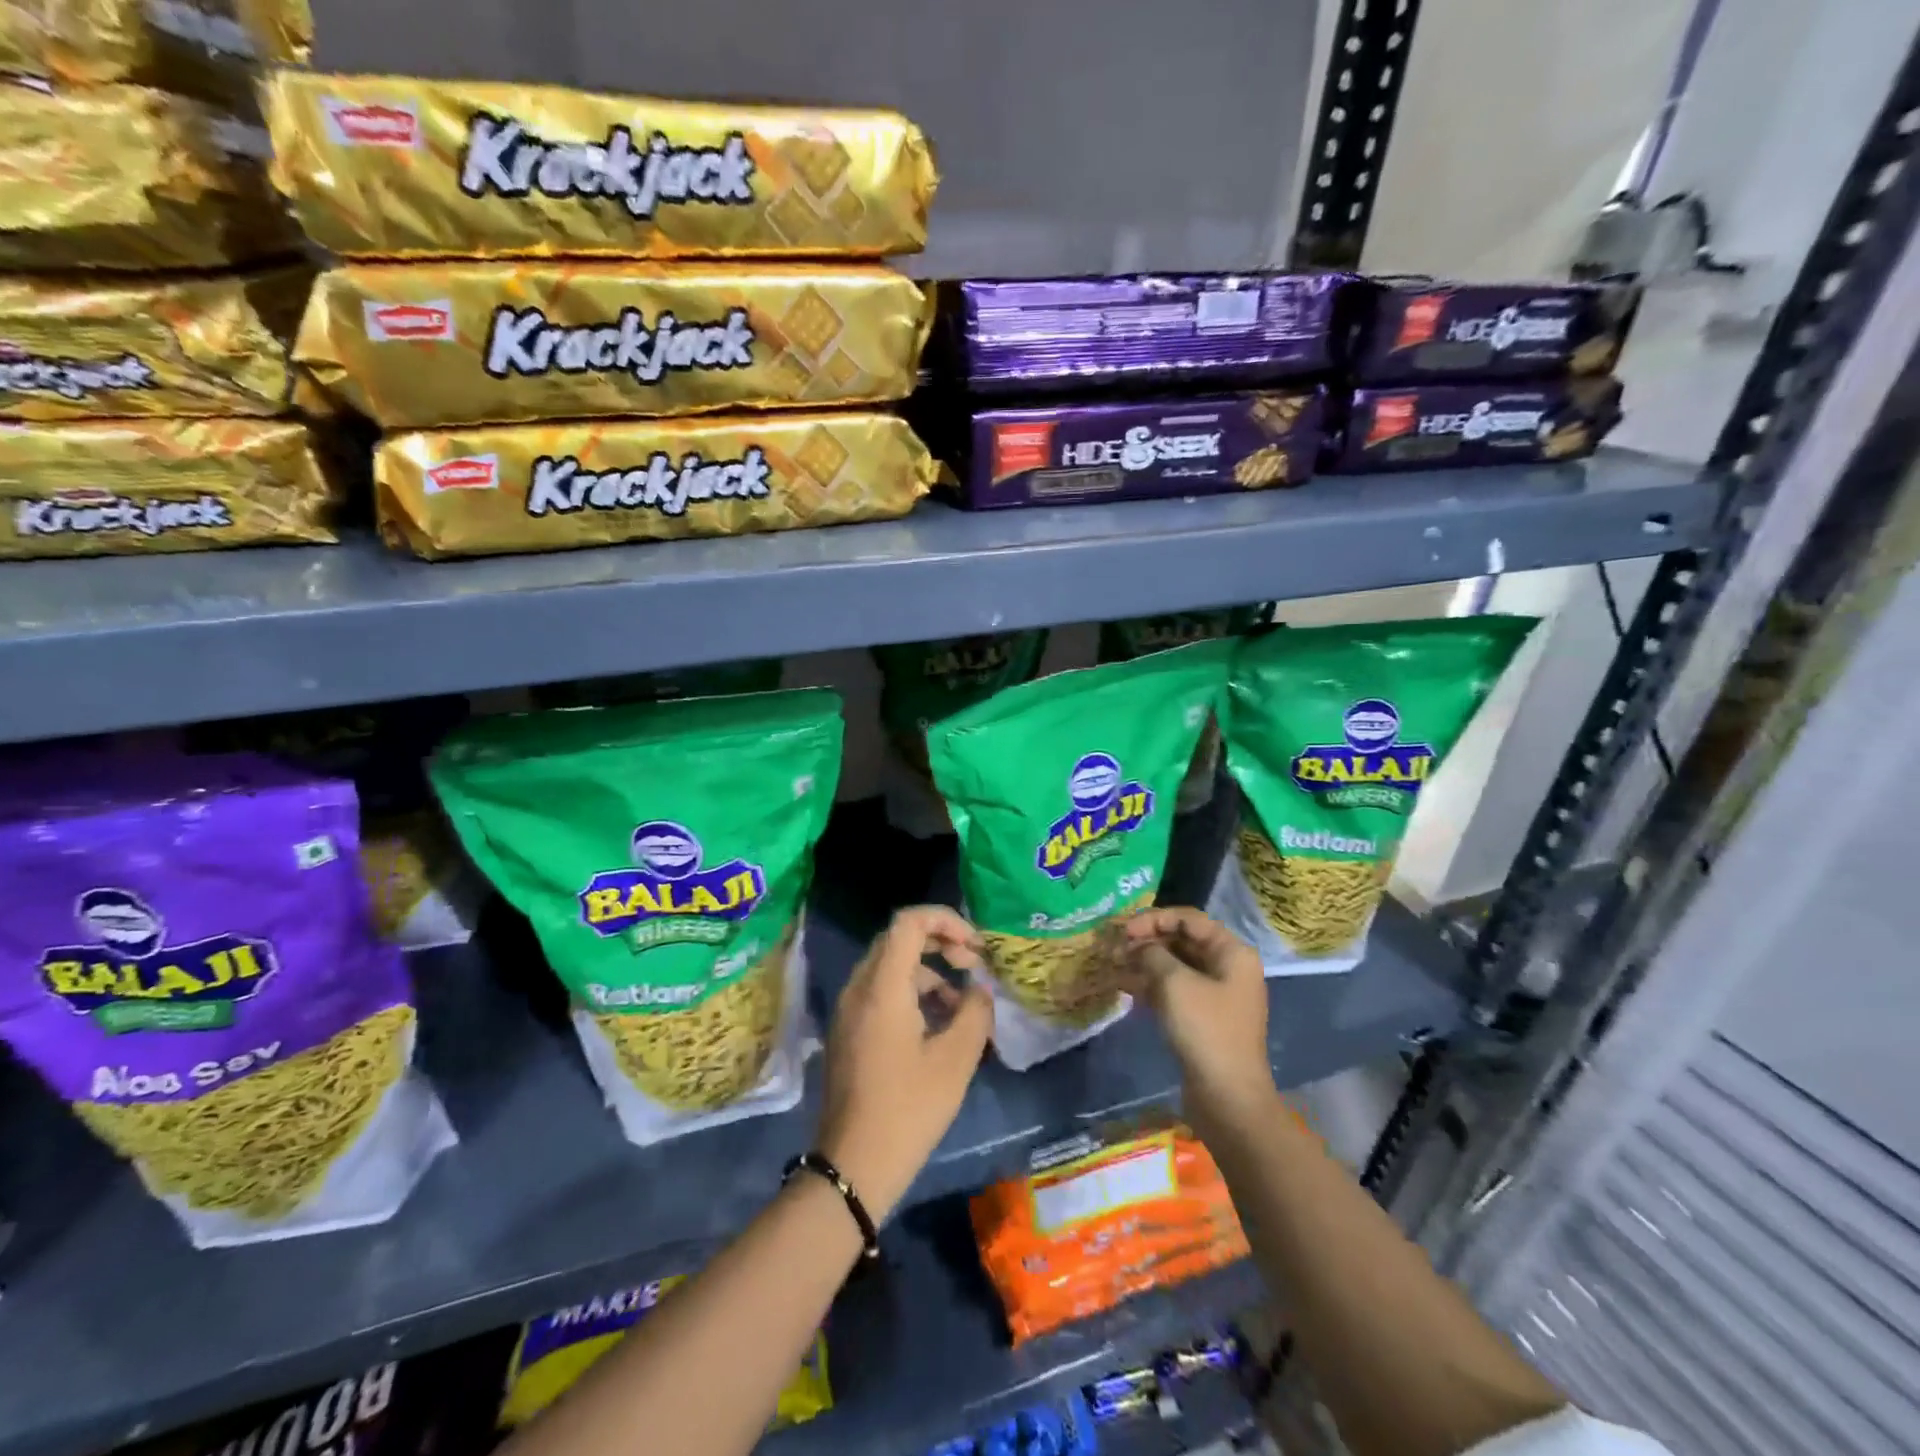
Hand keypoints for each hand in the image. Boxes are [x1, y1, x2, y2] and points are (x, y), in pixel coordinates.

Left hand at [816, 906, 993, 1220]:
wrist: (853, 1166)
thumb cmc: (908, 1109)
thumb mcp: (956, 1059)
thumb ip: (975, 1011)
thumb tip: (979, 988)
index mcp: (882, 986)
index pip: (909, 921)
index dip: (946, 920)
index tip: (975, 947)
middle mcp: (858, 988)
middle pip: (898, 939)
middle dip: (940, 943)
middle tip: (972, 966)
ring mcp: (848, 1010)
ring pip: (890, 966)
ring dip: (928, 972)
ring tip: (962, 1005)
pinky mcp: (847, 1031)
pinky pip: (880, 991)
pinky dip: (911, 993)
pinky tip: (937, 1027)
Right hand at [1121, 907, 1276, 1129]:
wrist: (1227, 1097)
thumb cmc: (1205, 1030)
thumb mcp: (1174, 983)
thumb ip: (1152, 954)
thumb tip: (1139, 946)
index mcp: (1232, 952)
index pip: (1189, 919)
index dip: (1154, 919)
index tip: (1124, 930)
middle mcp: (1228, 968)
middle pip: (1182, 941)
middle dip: (1147, 941)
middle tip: (1114, 947)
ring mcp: (1216, 995)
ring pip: (1176, 966)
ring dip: (1145, 962)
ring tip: (1113, 965)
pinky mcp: (1203, 1018)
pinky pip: (1174, 990)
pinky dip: (1151, 985)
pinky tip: (1124, 987)